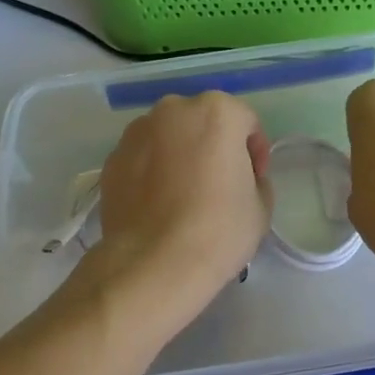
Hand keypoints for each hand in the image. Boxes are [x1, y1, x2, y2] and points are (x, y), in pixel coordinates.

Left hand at [95, 92, 272, 309]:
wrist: (153, 264)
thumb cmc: (218, 229)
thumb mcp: (261, 205)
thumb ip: (255, 179)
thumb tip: (239, 178)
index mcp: (216, 112)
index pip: (246, 122)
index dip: (255, 152)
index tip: (253, 181)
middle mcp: (173, 110)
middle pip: (204, 122)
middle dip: (214, 146)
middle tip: (219, 184)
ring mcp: (137, 132)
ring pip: (169, 136)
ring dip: (181, 155)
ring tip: (184, 195)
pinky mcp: (113, 159)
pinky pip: (143, 158)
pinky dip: (153, 171)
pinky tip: (158, 205)